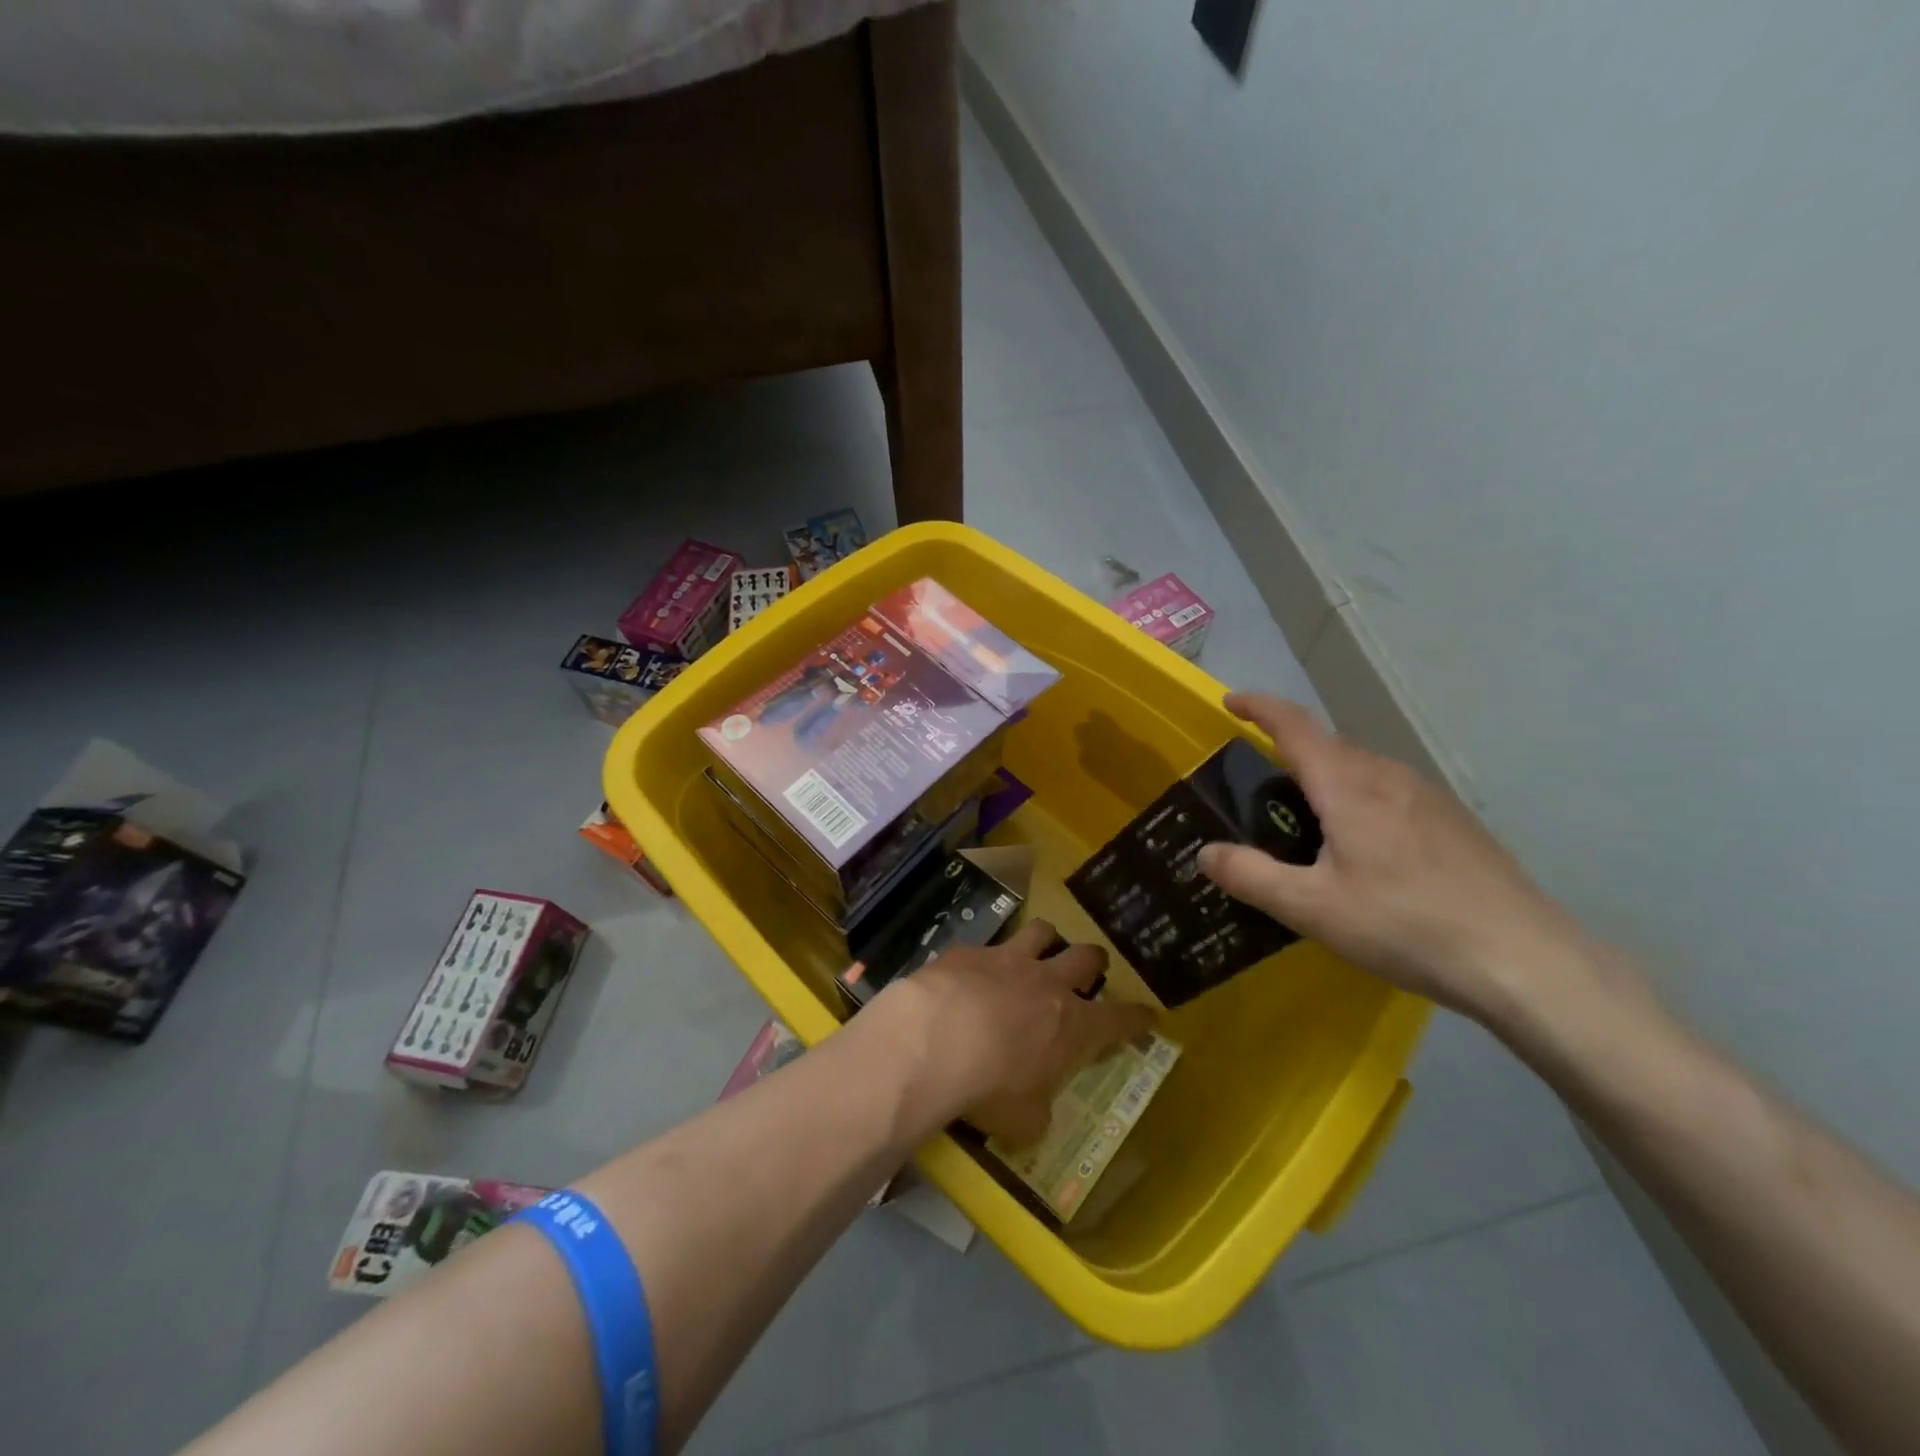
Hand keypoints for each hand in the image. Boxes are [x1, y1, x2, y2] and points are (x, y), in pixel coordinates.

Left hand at [877, 920, 1157, 1146]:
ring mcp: (1008, 959)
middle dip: (1094, 962)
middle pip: (1086, 957)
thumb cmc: (991, 1087)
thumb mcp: (1023, 1122)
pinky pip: (986, 945)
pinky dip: (986, 958)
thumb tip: (1035, 1114)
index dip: (1137, 1018)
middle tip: (1090, 970)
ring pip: (1041, 932)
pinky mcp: (969, 951)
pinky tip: (971, 972)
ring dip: (1046, 940)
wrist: (936, 1039)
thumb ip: (1036, 1113)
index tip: (1148, 1014)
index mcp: (1073, 1026)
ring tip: (1040, 949)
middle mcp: (1047, 983)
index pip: (1119, 1019)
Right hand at [1197, 692, 1591, 1019]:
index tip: (1229, 703)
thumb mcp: (1312, 908)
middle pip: (1328, 745)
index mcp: (1348, 785)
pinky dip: (1359, 801)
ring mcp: (1429, 797)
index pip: (1294, 725)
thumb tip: (1206, 853)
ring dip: (1326, 779)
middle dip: (1288, 753)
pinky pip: (1390, 793)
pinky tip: (1365, 852)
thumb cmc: (1405, 925)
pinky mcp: (1454, 822)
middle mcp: (1388, 776)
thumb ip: (1251, 876)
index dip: (1258, 707)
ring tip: (1308, 826)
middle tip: (1259, 794)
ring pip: (1362, 770)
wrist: (1525, 960)